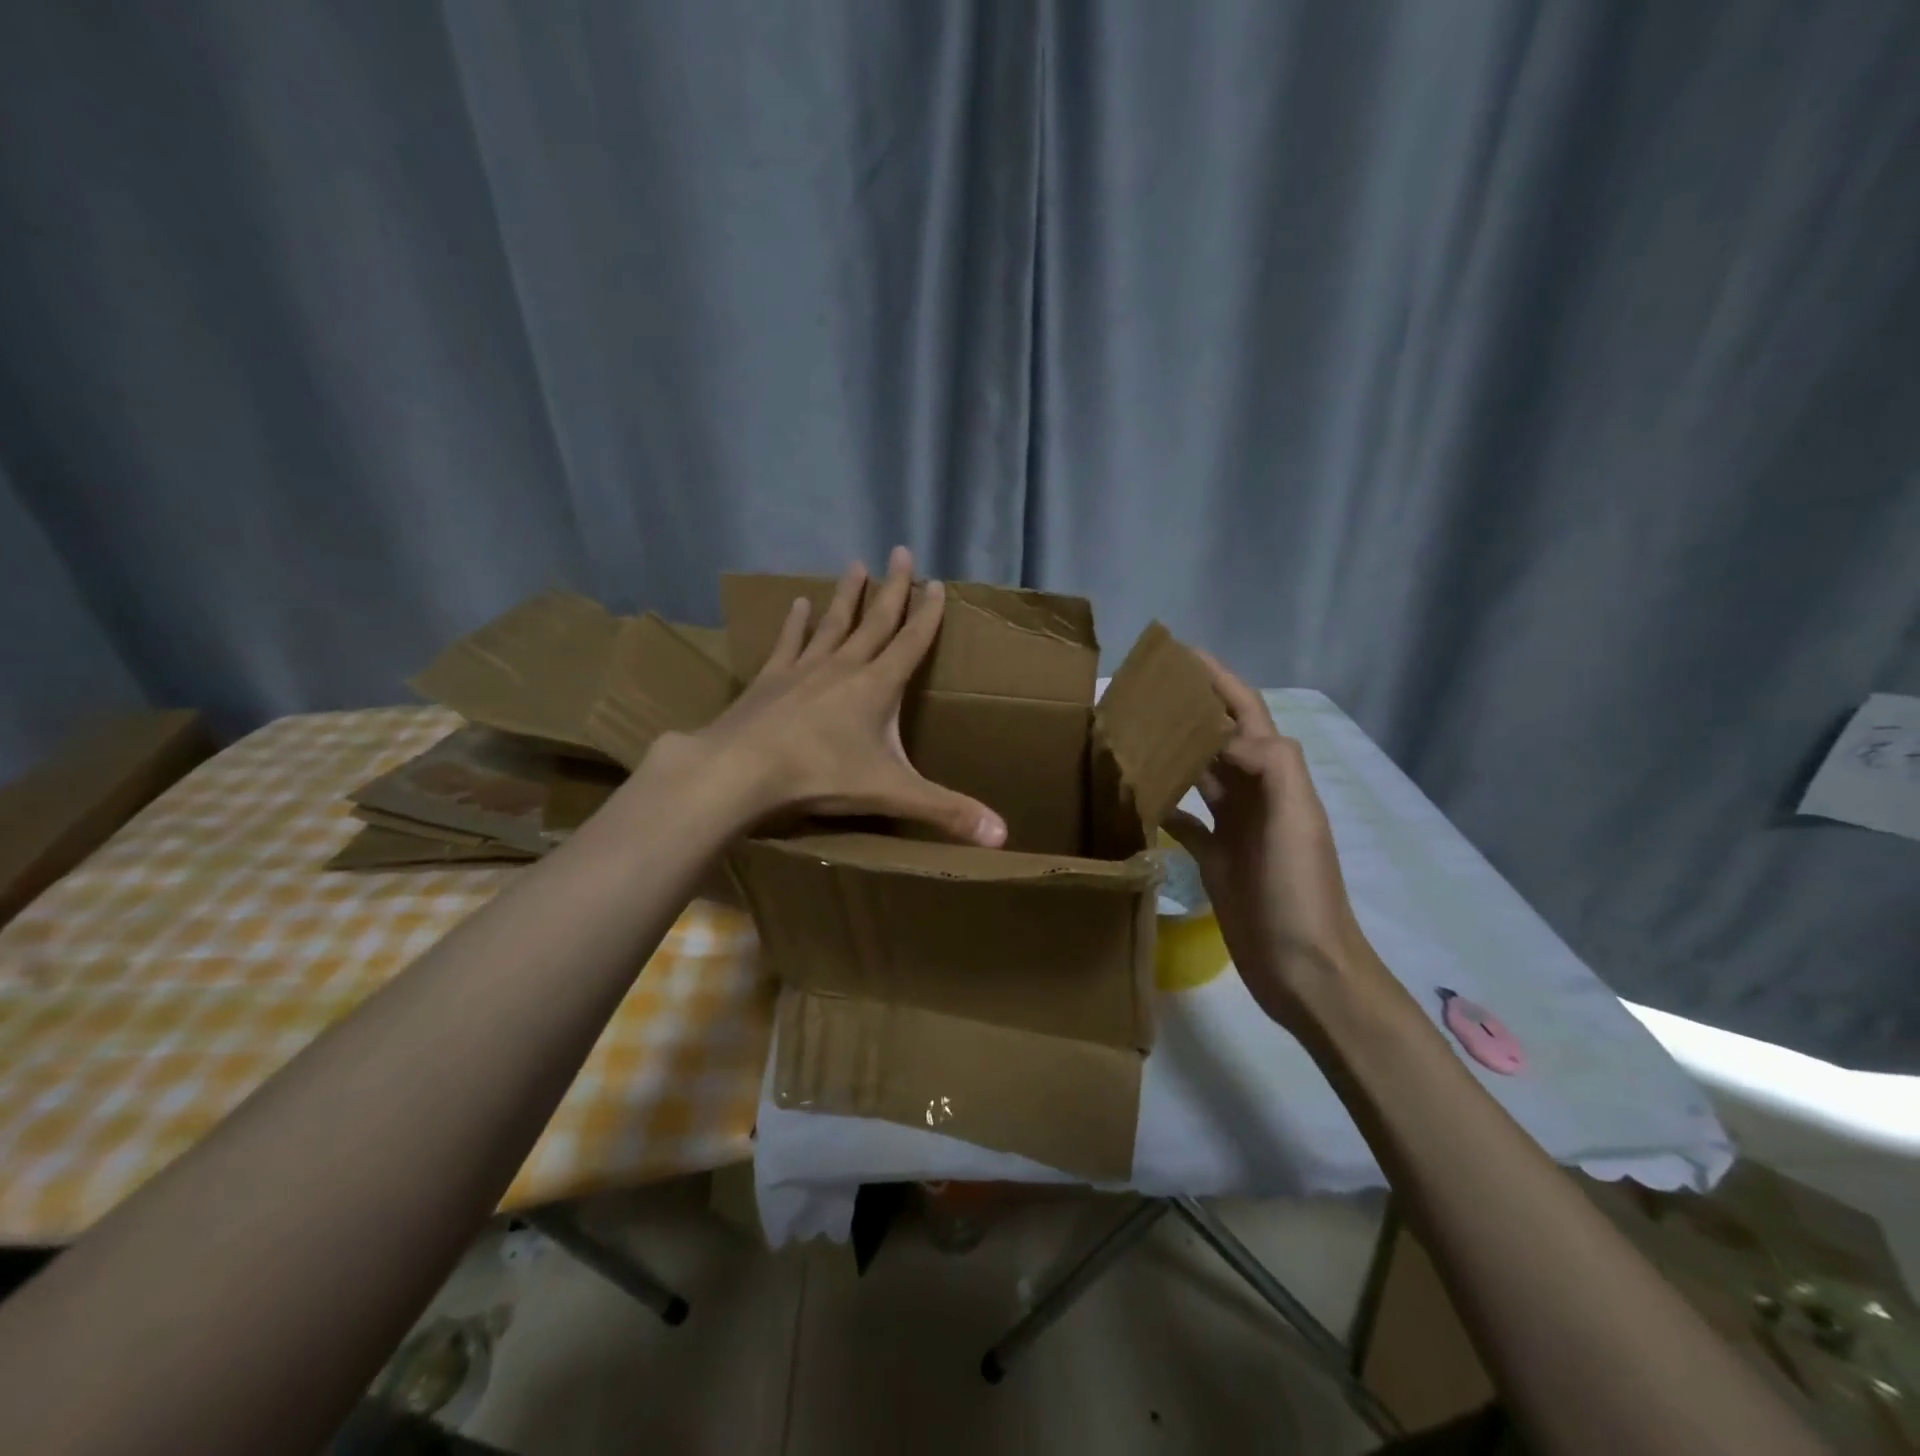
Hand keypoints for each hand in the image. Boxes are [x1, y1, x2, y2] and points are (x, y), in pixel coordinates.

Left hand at [654, 547, 1008, 847]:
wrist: (742, 769)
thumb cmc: (821, 777)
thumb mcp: (892, 793)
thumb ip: (947, 811)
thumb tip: (1004, 837)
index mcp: (877, 687)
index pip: (911, 642)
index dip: (927, 614)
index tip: (936, 583)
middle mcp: (844, 666)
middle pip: (875, 621)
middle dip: (892, 588)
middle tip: (900, 551)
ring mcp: (804, 669)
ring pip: (833, 623)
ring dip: (847, 596)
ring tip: (856, 565)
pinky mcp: (770, 679)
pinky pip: (789, 642)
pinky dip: (795, 622)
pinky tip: (797, 602)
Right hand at [1162, 654, 1381, 1029]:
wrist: (1302, 968)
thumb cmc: (1299, 890)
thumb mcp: (1296, 818)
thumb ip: (1270, 763)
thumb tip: (1222, 737)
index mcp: (1276, 776)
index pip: (1246, 712)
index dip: (1218, 679)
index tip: (1180, 654)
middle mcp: (1255, 793)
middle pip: (1218, 737)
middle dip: (1188, 709)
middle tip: (1140, 692)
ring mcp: (1234, 827)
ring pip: (1199, 774)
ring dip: (1172, 752)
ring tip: (1129, 734)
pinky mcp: (1215, 858)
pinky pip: (1184, 820)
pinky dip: (1162, 804)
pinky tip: (1135, 798)